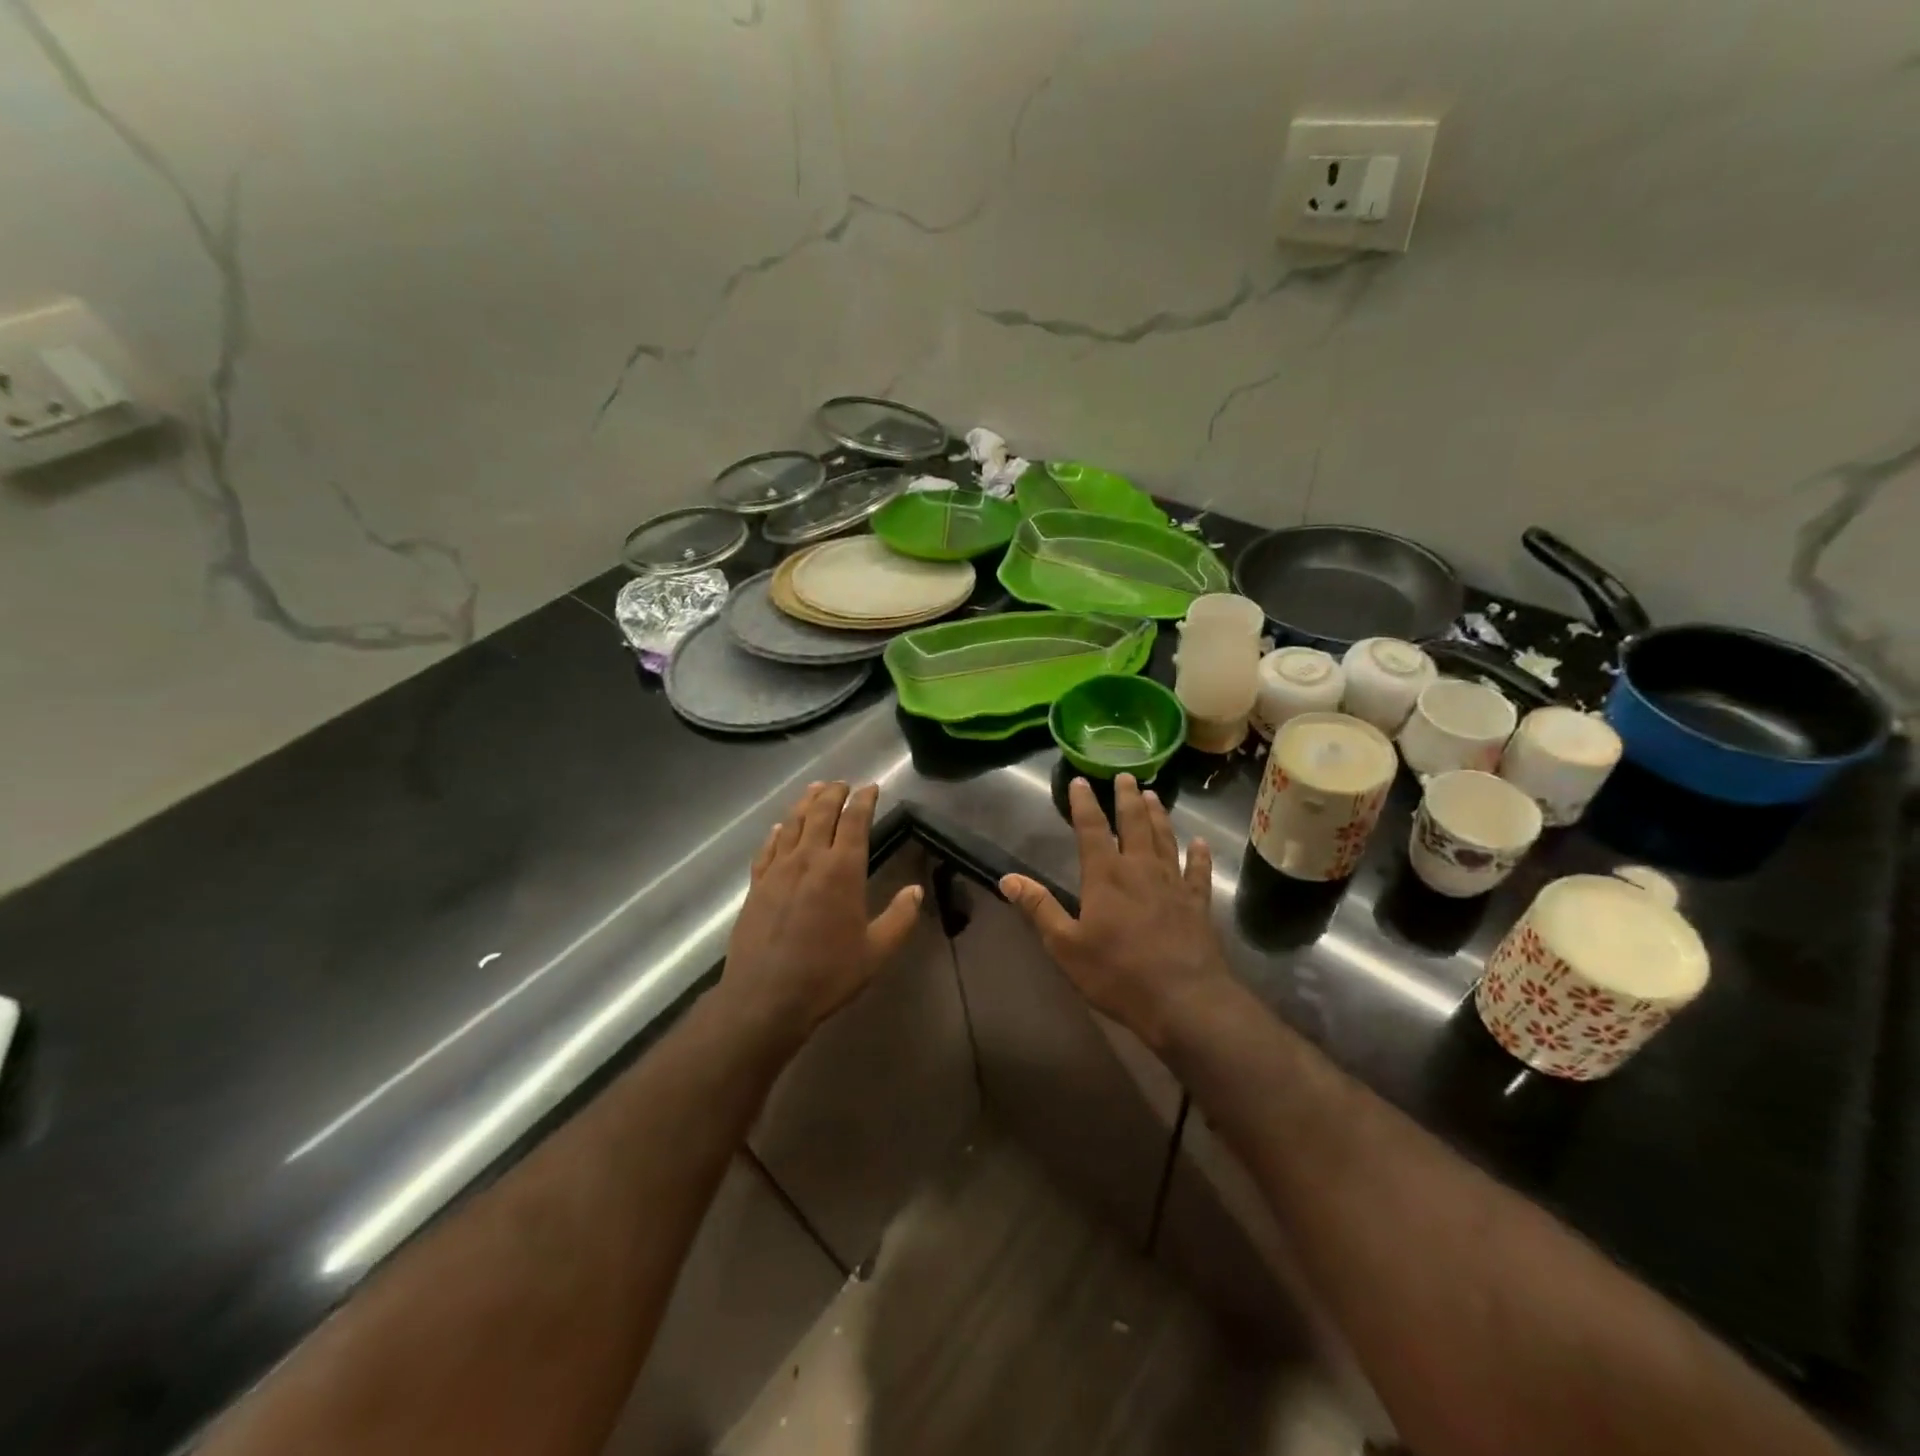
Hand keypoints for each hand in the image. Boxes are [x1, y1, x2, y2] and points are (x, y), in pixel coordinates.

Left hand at [720, 782, 922, 1046]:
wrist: (766, 997)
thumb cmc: (827, 974)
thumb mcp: (876, 951)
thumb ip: (899, 918)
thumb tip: (915, 890)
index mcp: (842, 870)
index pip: (854, 821)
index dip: (864, 800)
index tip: (870, 787)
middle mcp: (808, 860)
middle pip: (820, 813)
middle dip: (834, 793)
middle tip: (842, 783)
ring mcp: (778, 871)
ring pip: (792, 824)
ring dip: (805, 803)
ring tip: (815, 790)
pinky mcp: (756, 886)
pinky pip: (767, 849)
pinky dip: (776, 833)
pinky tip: (779, 829)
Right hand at [1001, 774, 1232, 1050]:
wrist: (1184, 1000)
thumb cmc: (1117, 973)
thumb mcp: (1066, 945)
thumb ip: (1039, 908)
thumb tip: (1007, 878)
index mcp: (1106, 875)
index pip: (1091, 829)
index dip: (1084, 803)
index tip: (1080, 781)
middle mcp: (1141, 869)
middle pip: (1134, 823)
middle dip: (1127, 798)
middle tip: (1126, 776)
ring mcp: (1174, 884)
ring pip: (1165, 839)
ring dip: (1159, 816)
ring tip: (1154, 796)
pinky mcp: (1198, 903)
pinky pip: (1199, 871)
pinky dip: (1199, 855)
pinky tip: (1199, 843)